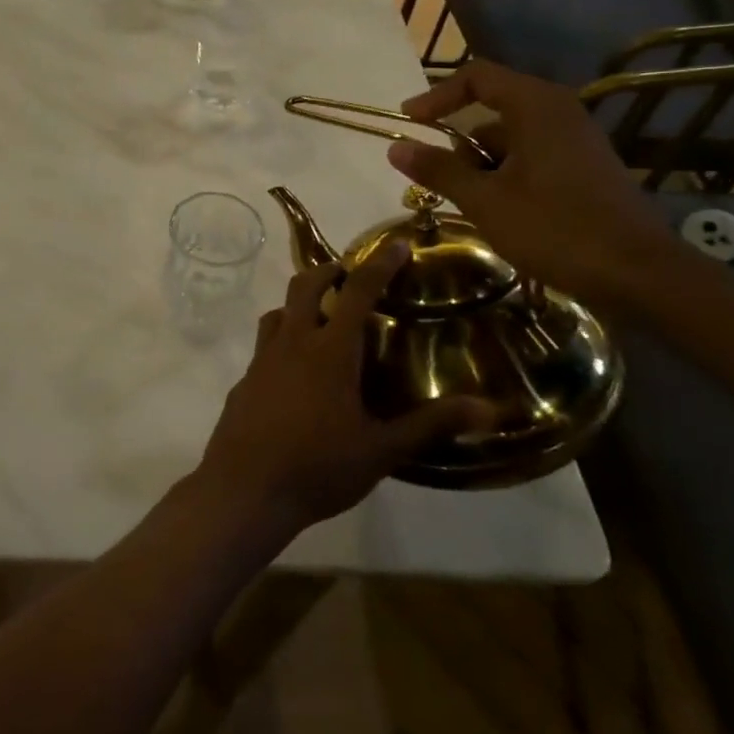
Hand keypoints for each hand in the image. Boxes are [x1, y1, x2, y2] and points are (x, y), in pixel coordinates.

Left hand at [193, 245, 490, 537]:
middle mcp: (292, 343)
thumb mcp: (382, 450)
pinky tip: (295, 372)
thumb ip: (432, 425)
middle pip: (304, 286)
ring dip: (299, 304)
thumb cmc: (318, 467)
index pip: (357, 292)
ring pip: (278, 312)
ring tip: (322, 319)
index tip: (396, 243)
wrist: (245, 489)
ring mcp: (261, 360)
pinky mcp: (244, 380)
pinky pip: (264, 346)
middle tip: (350, 276)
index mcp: (329, 351)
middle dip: (328, 271)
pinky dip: (282, 340)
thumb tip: (489, 408)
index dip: (378, 264)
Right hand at [386, 59, 678, 309]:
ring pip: (511, 138)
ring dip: (480, 164)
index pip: (477, 77)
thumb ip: (439, 170)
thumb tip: (396, 148)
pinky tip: (499, 212)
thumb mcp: (485, 201)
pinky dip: (505, 174)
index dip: (436, 95)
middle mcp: (559, 113)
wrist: (640, 274)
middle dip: (458, 141)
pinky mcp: (585, 168)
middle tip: (436, 176)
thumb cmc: (556, 229)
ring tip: (468, 203)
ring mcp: (576, 141)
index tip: (409, 122)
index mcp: (537, 107)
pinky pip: (531, 157)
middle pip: (492, 108)